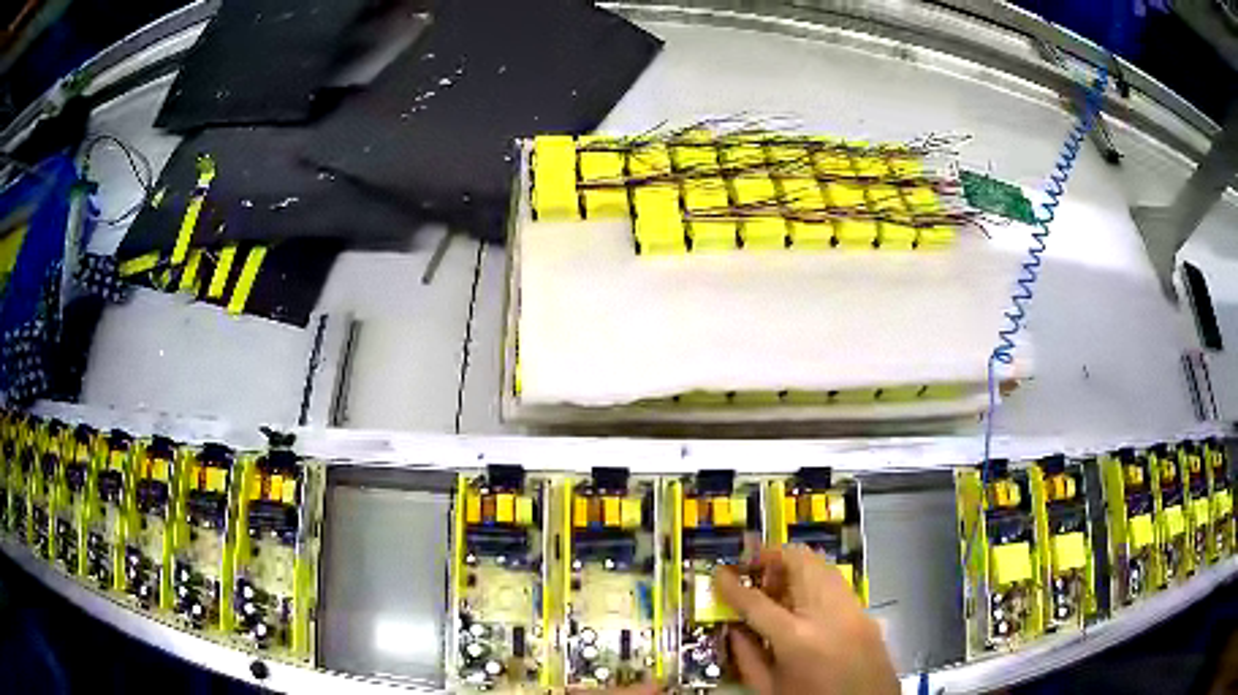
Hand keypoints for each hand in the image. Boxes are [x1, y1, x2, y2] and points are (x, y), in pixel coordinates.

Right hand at [713, 544, 898, 694]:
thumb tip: (734, 628)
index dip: (732, 586)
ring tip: (778, 586)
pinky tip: (804, 602)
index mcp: (797, 638)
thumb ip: (746, 657)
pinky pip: (837, 582)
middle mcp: (828, 614)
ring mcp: (852, 608)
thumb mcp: (769, 688)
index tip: (719, 573)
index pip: (756, 602)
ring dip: (794, 567)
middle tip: (754, 572)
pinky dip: (815, 580)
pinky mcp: (867, 611)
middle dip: (771, 559)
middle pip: (799, 562)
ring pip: (822, 565)